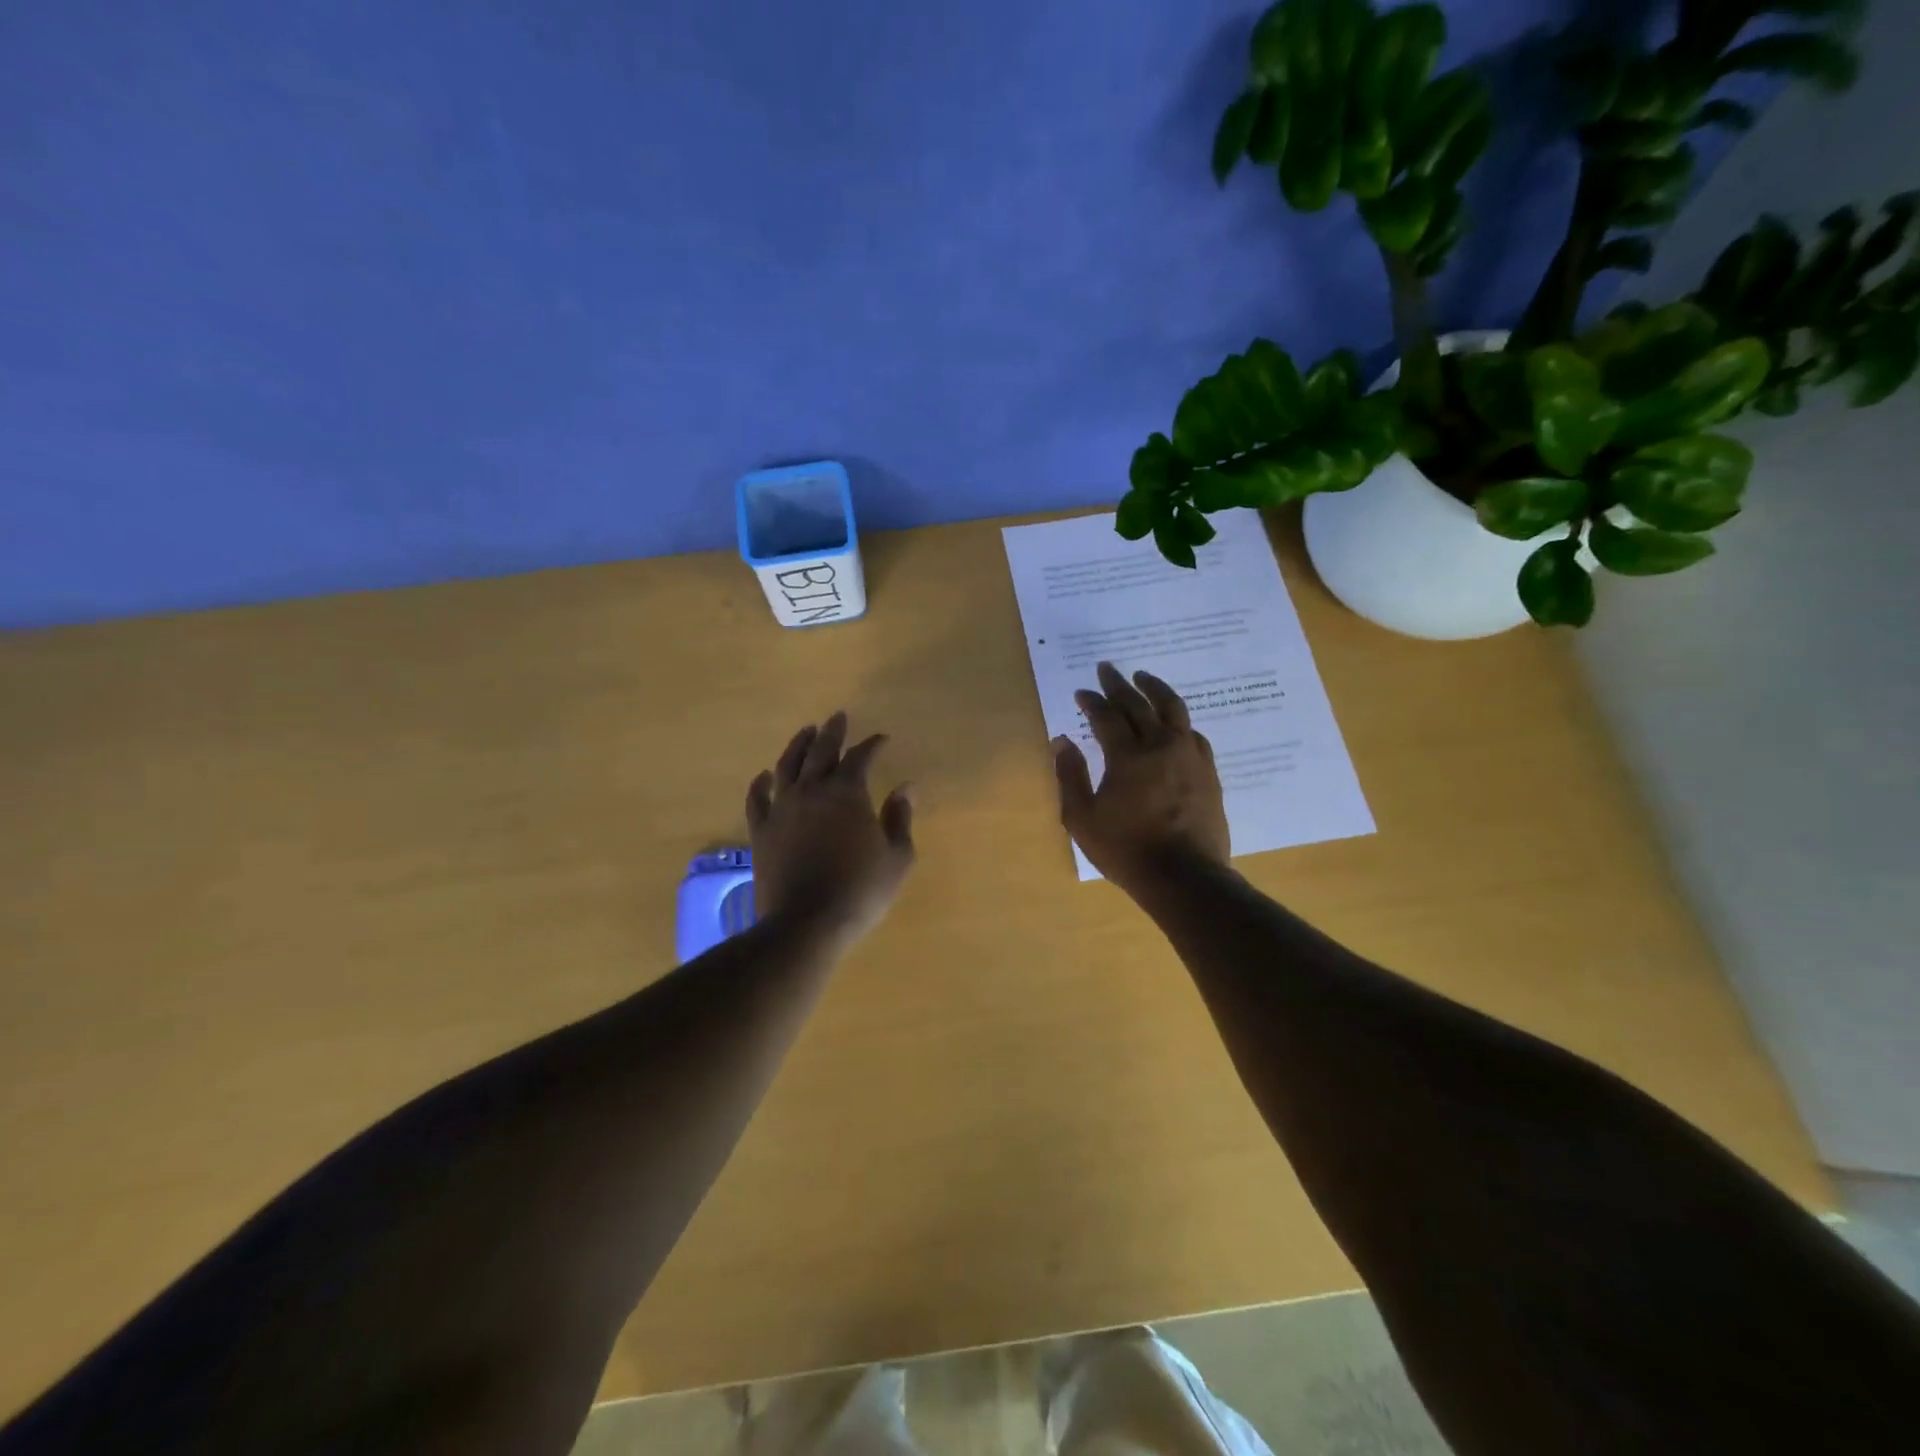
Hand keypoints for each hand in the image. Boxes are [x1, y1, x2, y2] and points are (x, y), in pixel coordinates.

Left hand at [747, 712, 915, 947]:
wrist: (806, 922)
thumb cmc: (860, 890)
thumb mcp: (896, 857)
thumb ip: (900, 818)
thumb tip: (906, 788)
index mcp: (847, 793)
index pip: (861, 757)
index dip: (872, 745)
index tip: (882, 739)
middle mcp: (812, 791)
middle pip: (821, 751)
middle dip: (833, 732)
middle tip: (838, 717)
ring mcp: (782, 809)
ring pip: (788, 766)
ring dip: (798, 745)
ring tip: (806, 732)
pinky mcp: (761, 831)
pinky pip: (758, 799)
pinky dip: (761, 783)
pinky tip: (764, 776)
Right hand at [1053, 662, 1229, 895]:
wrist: (1185, 877)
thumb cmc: (1126, 850)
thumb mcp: (1083, 818)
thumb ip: (1070, 775)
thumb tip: (1061, 740)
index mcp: (1128, 756)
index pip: (1106, 716)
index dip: (1092, 701)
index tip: (1082, 691)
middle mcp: (1161, 746)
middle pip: (1139, 704)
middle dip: (1119, 684)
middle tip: (1107, 669)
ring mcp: (1189, 757)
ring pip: (1174, 710)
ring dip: (1155, 690)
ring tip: (1143, 678)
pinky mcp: (1208, 772)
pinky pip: (1193, 734)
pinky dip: (1178, 721)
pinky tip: (1174, 722)